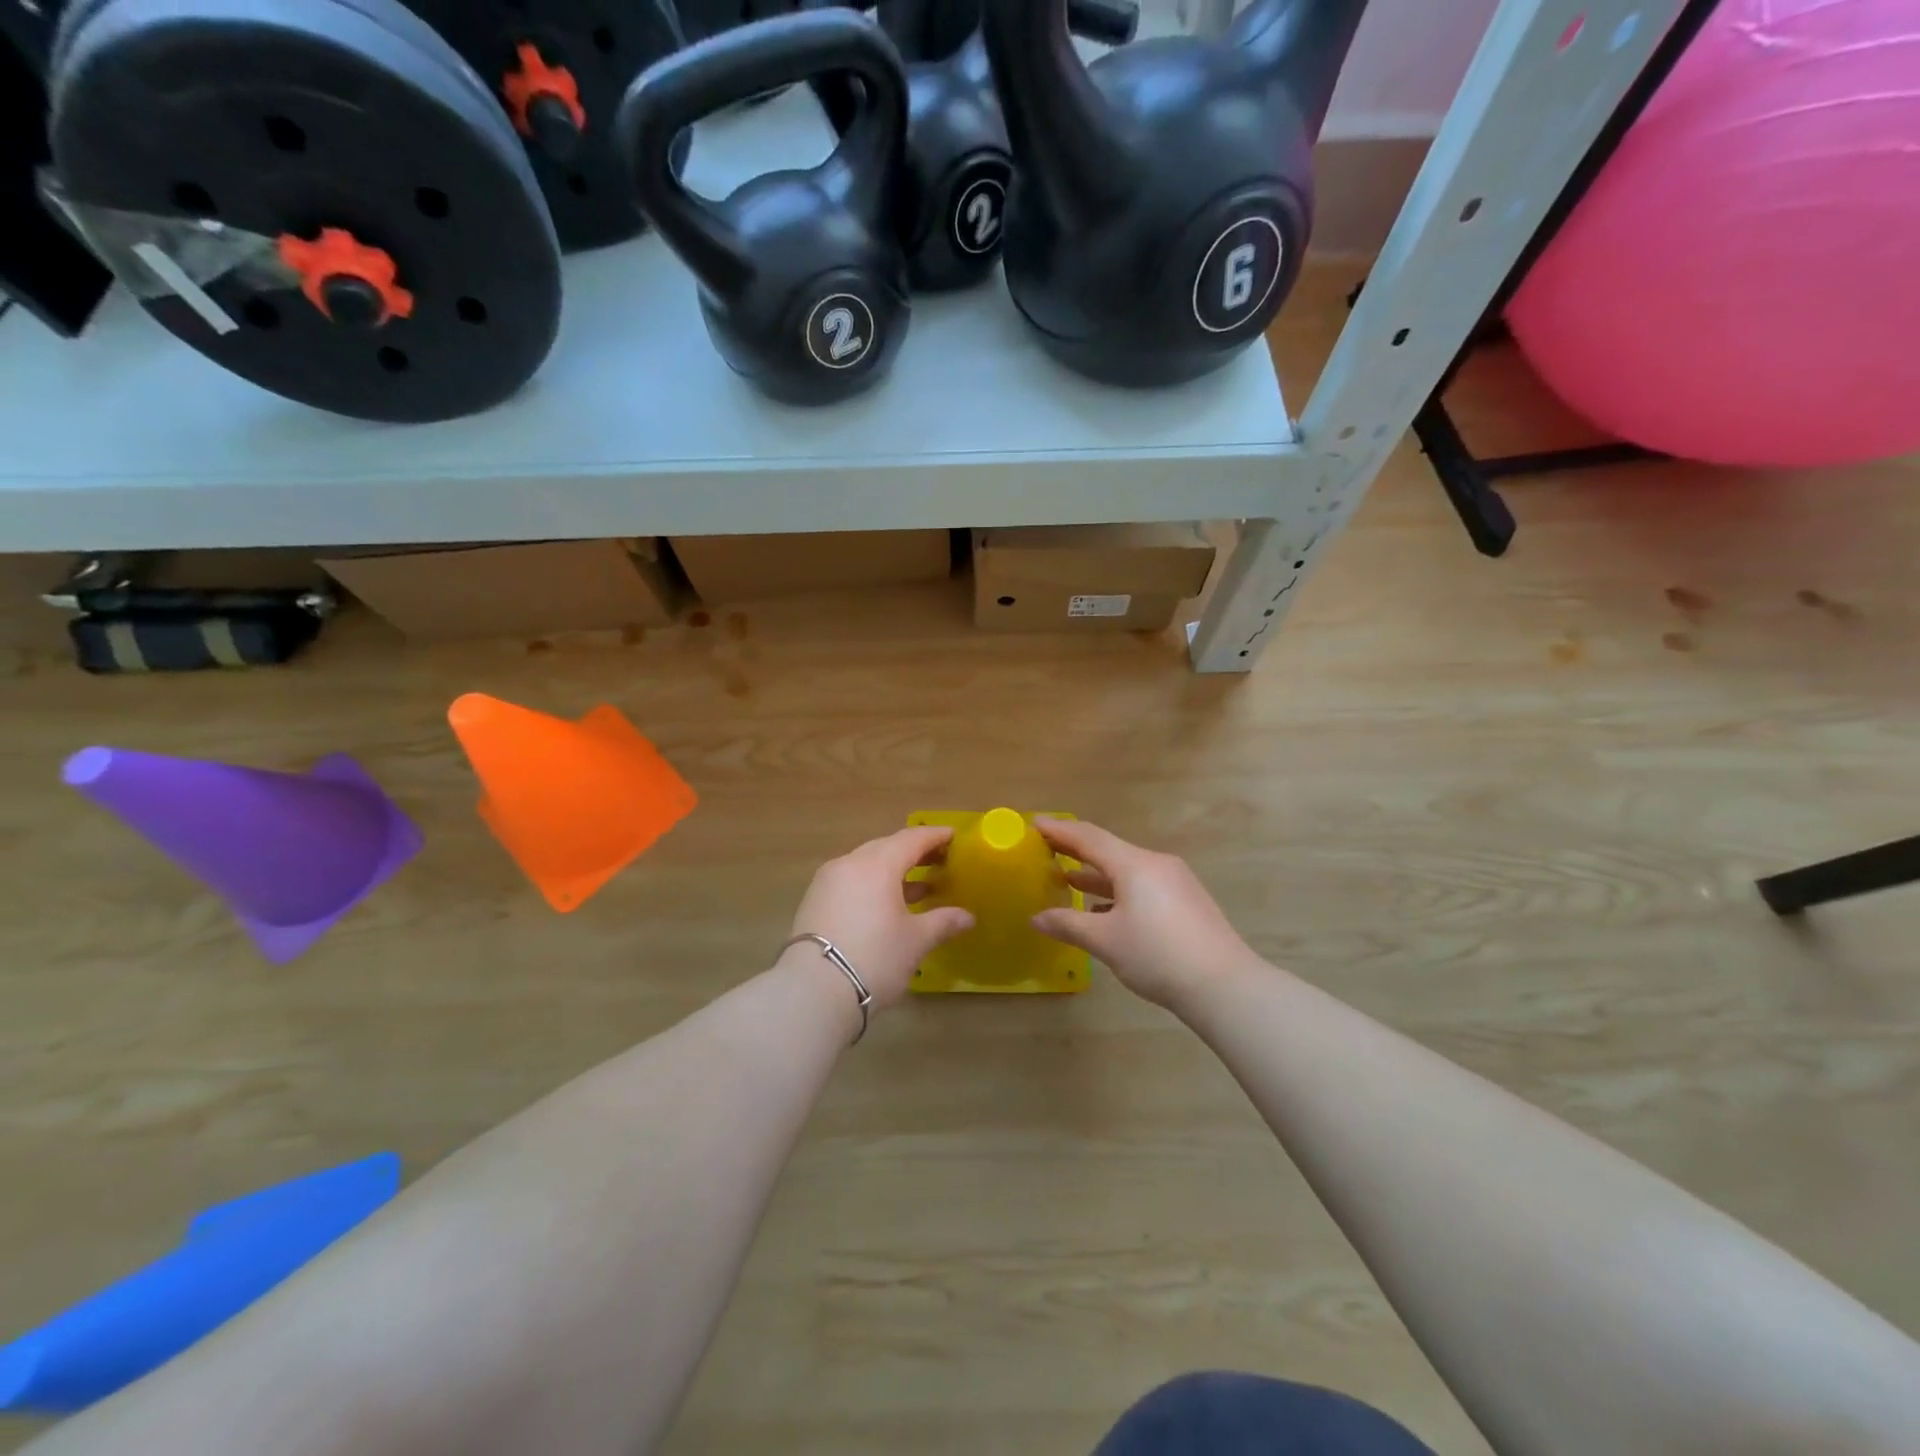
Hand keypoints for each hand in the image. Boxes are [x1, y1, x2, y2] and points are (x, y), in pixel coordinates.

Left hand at [787, 826, 974, 1009]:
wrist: (813, 992)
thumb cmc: (874, 958)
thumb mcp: (915, 941)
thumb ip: (943, 922)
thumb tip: (967, 917)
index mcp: (877, 864)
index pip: (911, 839)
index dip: (935, 836)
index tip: (953, 836)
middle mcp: (850, 863)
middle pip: (886, 847)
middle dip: (914, 852)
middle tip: (939, 860)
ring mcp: (827, 881)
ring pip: (866, 865)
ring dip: (893, 871)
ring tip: (919, 886)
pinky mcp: (814, 902)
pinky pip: (851, 881)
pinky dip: (873, 885)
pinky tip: (887, 905)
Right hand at [1030, 819, 1257, 1008]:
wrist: (1225, 986)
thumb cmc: (1158, 956)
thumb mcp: (1105, 941)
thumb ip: (1068, 925)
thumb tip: (1036, 918)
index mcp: (1134, 864)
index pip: (1088, 837)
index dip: (1059, 830)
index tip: (1034, 824)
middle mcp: (1155, 864)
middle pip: (1108, 850)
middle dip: (1075, 851)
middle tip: (1045, 849)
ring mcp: (1175, 882)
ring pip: (1127, 870)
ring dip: (1096, 875)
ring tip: (1067, 880)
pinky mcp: (1186, 901)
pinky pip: (1143, 885)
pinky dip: (1118, 892)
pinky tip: (1104, 912)